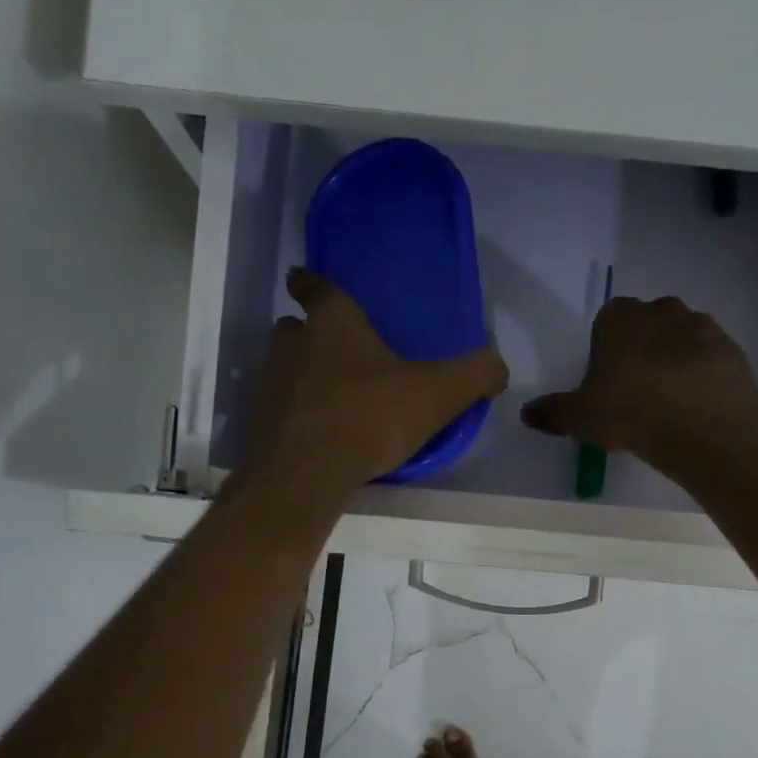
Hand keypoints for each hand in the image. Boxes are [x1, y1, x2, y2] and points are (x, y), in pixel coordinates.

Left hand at [243, 270, 508, 501]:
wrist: (306, 474)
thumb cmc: (370, 417)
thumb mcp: (439, 395)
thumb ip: (475, 375)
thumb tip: (498, 367)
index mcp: (333, 321)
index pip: (314, 285)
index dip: (311, 283)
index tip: (307, 284)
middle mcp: (292, 342)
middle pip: (298, 329)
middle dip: (315, 337)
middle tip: (346, 358)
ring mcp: (270, 382)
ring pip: (287, 368)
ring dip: (306, 378)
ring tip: (338, 402)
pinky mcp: (260, 421)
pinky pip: (281, 408)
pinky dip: (298, 415)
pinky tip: (322, 437)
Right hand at [519, 296, 757, 467]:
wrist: (704, 426)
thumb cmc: (631, 411)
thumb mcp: (580, 417)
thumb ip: (552, 412)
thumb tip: (526, 413)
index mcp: (622, 317)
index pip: (608, 318)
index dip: (606, 347)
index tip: (606, 379)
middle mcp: (663, 310)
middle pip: (648, 324)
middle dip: (642, 349)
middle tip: (636, 391)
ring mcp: (703, 327)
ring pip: (682, 339)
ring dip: (675, 360)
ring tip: (669, 402)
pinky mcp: (732, 350)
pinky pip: (710, 359)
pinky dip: (703, 376)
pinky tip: (696, 407)